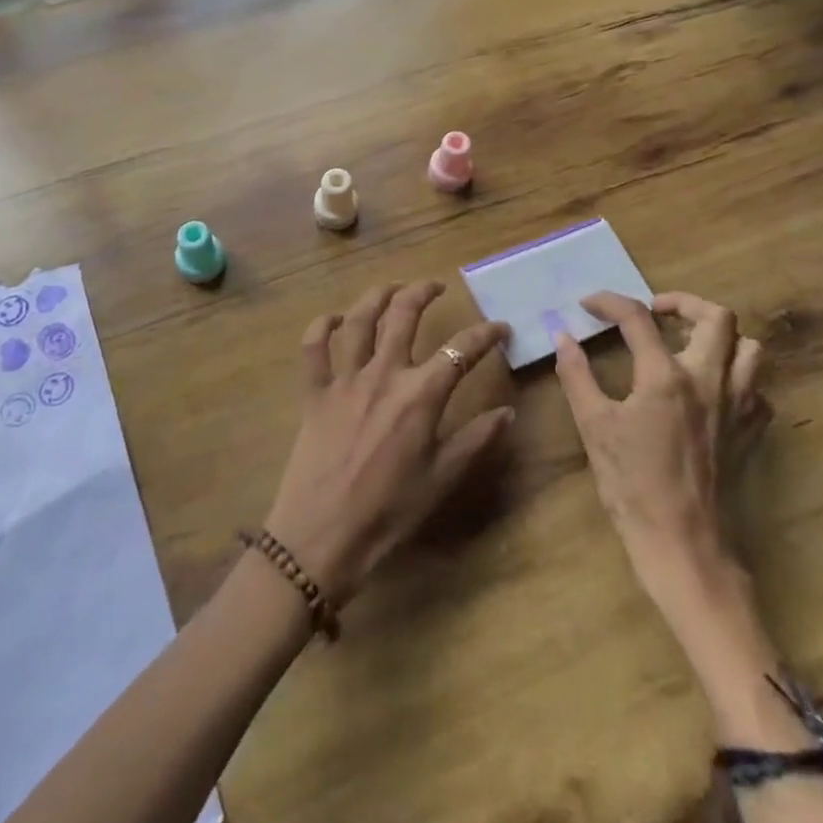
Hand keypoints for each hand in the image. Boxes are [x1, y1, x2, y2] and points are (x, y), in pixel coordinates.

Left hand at [263, 282, 513, 606]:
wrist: (323, 536)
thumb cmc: (389, 512)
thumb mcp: (442, 480)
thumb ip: (476, 440)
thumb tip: (509, 412)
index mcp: (420, 395)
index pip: (461, 350)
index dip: (485, 334)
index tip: (500, 328)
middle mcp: (383, 374)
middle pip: (404, 315)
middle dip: (422, 292)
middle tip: (435, 286)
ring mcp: (345, 379)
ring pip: (359, 320)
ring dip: (376, 296)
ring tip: (391, 287)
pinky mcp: (314, 392)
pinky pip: (313, 347)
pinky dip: (320, 326)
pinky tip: (333, 318)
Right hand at [552, 291, 768, 607]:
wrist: (685, 546)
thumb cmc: (633, 486)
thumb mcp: (594, 428)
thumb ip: (576, 376)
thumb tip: (562, 337)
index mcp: (665, 376)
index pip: (637, 318)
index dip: (609, 302)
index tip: (588, 304)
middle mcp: (709, 380)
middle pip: (717, 316)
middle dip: (683, 303)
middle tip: (655, 312)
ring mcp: (738, 406)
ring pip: (749, 348)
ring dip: (719, 336)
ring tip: (688, 343)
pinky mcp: (751, 432)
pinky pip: (757, 389)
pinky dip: (737, 377)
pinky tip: (711, 390)